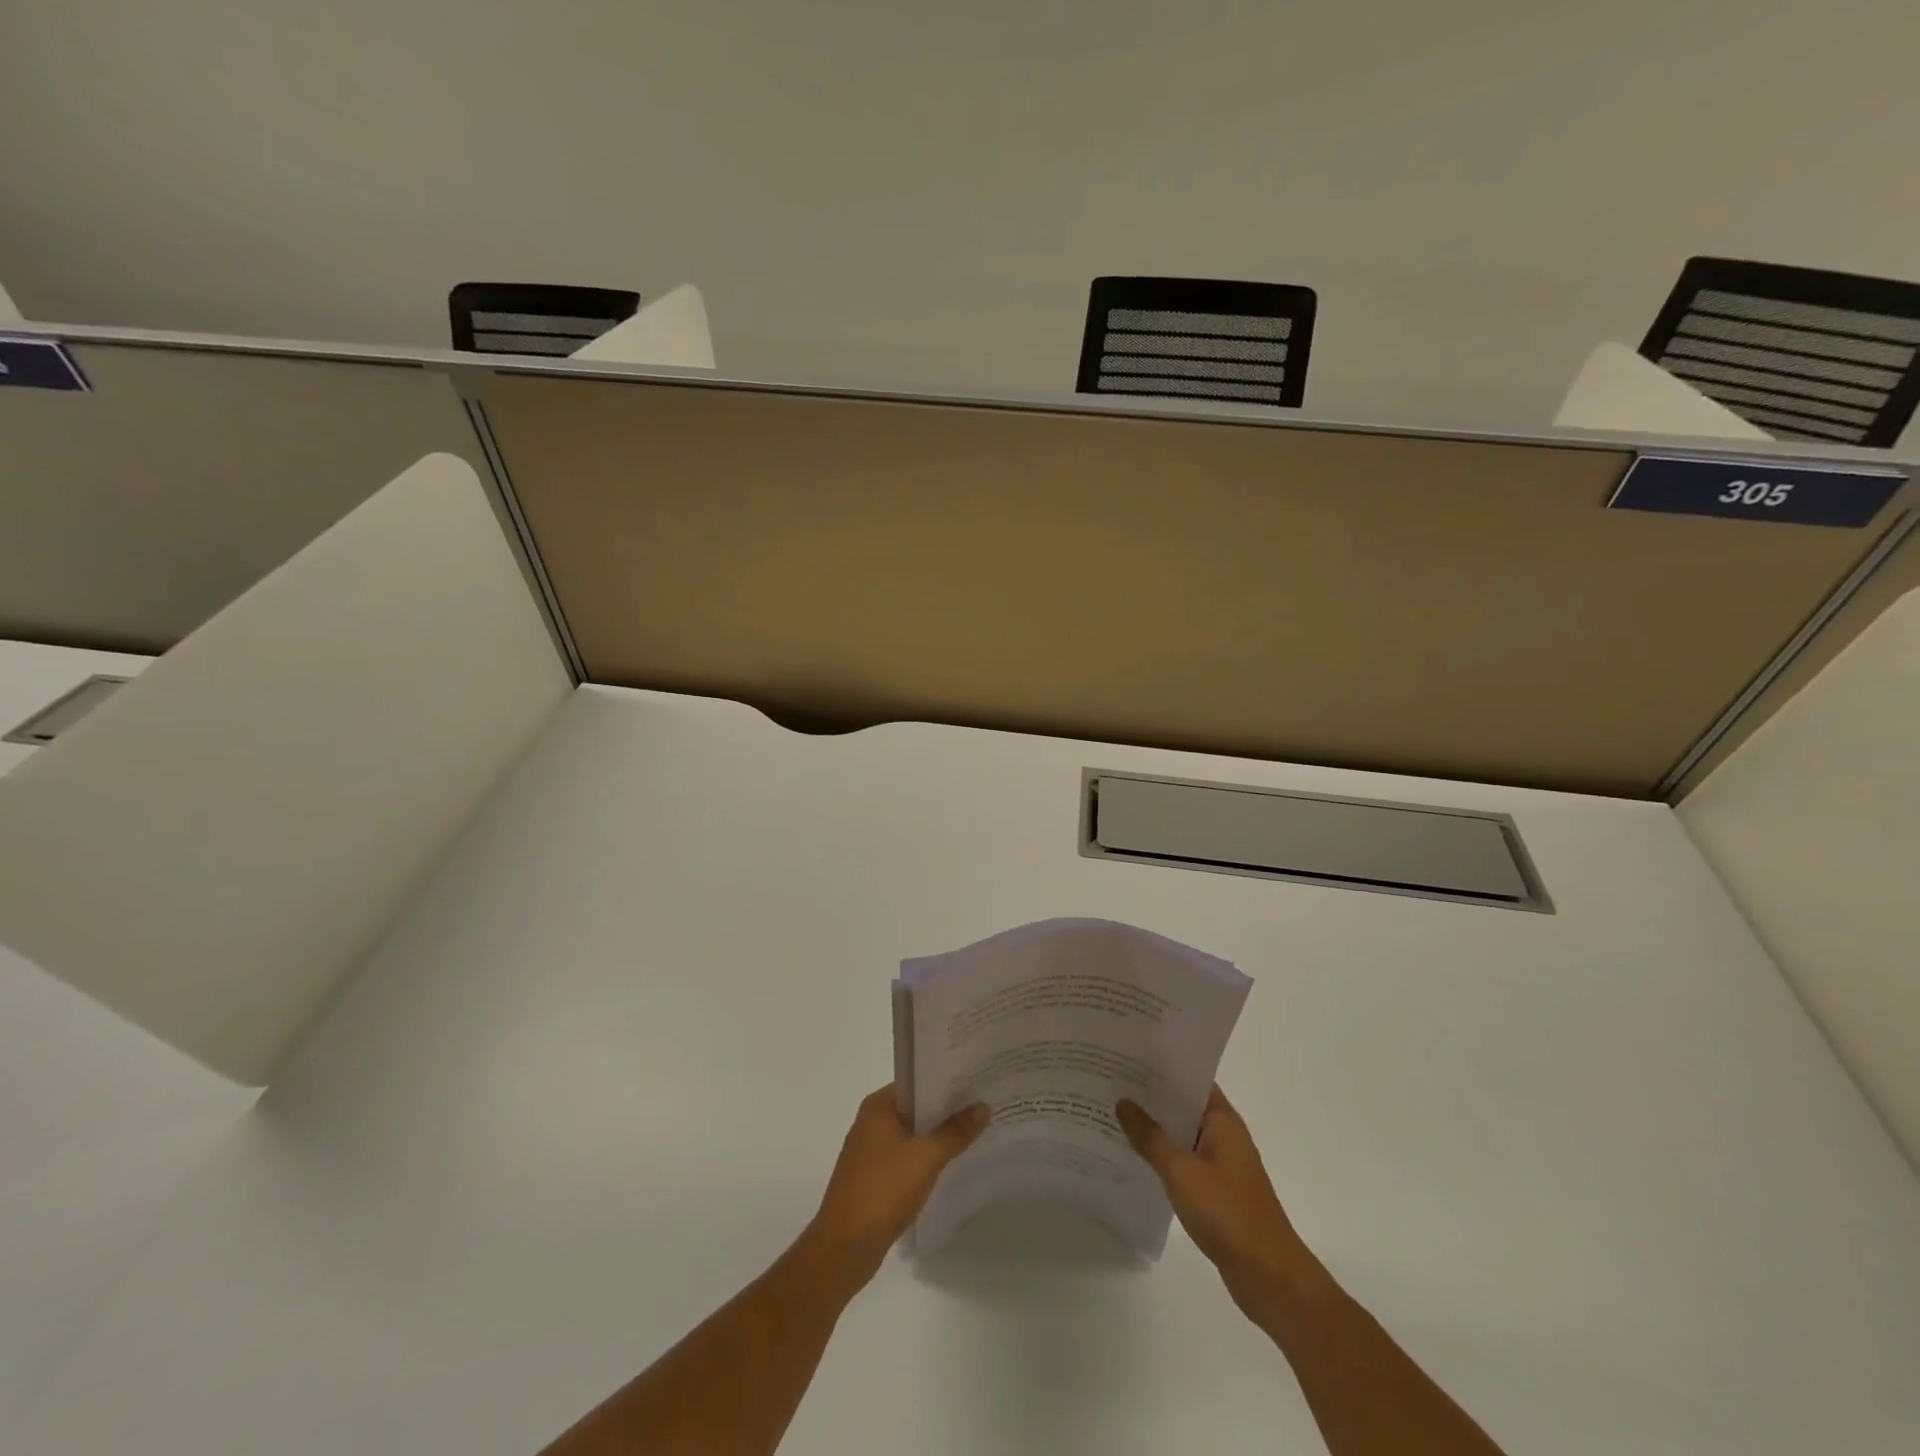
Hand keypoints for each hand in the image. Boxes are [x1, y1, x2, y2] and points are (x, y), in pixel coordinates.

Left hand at [804, 1084, 988, 1292]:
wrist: (845, 1247)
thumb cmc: (883, 1190)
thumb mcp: (926, 1157)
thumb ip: (955, 1131)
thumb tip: (983, 1106)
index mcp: (879, 1106)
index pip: (917, 1081)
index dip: (946, 1080)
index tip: (976, 1080)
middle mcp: (872, 1121)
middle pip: (916, 1107)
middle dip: (947, 1108)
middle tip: (984, 1103)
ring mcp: (871, 1151)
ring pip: (913, 1133)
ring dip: (938, 1134)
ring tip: (975, 1129)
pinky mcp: (874, 1177)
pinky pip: (907, 1156)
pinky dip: (927, 1156)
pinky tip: (951, 1162)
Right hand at [1117, 1085, 1319, 1321]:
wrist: (1268, 1276)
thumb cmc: (1227, 1212)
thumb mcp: (1180, 1171)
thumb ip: (1150, 1136)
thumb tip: (1124, 1102)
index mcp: (1223, 1120)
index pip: (1191, 1078)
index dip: (1162, 1066)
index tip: (1129, 1056)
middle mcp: (1225, 1135)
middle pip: (1184, 1105)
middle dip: (1152, 1096)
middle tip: (1112, 1082)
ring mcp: (1223, 1164)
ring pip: (1183, 1134)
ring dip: (1156, 1128)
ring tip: (1115, 1114)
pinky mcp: (1218, 1191)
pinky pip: (1185, 1161)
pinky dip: (1164, 1156)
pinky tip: (1135, 1158)